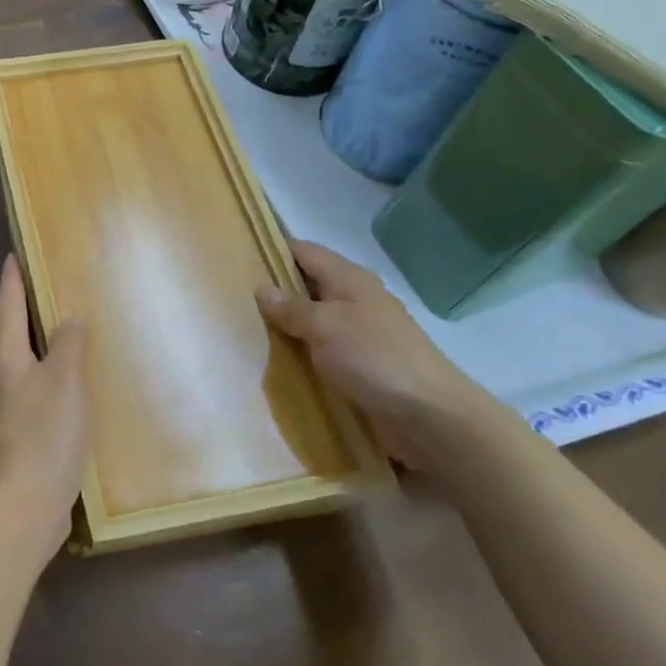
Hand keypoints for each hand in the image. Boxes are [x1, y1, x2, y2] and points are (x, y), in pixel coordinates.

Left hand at [0, 256, 90, 570]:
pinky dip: (45, 376)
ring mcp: (1, 408)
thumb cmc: (42, 435)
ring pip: (19, 362)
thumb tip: (67, 319)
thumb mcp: (65, 381)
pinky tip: (66, 386)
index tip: (15, 253)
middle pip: (8, 331)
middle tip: (46, 286)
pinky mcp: (13, 436)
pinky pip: (29, 389)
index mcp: (4, 356)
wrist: (20, 509)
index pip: (6, 303)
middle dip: (23, 308)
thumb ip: (67, 345)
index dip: (12, 277)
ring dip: (35, 343)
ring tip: (61, 331)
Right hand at [257, 239, 514, 477]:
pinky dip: (305, 350)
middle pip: (309, 284)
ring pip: (316, 318)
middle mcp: (357, 298)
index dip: (273, 250)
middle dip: (277, 290)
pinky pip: (326, 348)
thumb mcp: (323, 326)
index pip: (304, 251)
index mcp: (349, 278)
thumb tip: (262, 289)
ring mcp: (363, 331)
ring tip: (250, 330)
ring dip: (290, 324)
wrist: (430, 416)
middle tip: (235, 298)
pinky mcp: (366, 364)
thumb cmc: (373, 358)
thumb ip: (291, 307)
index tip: (239, 257)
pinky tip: (282, 361)